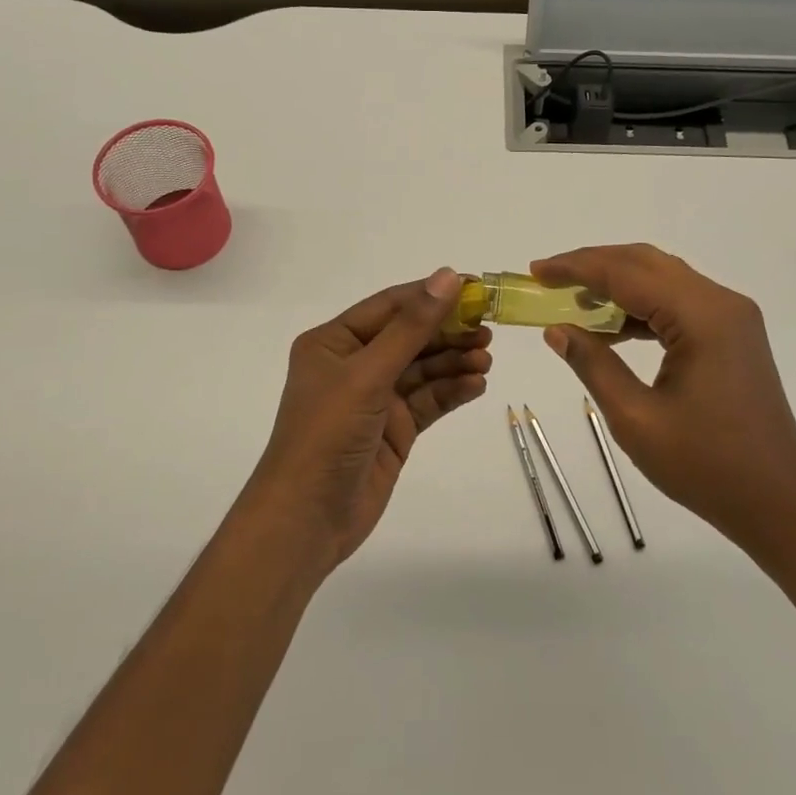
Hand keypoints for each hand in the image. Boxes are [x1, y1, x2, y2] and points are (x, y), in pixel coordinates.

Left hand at [241, 268, 491, 576]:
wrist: (308, 517)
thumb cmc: (328, 433)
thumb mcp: (368, 374)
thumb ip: (411, 327)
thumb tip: (447, 277)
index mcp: (334, 342)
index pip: (389, 306)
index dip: (430, 295)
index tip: (473, 288)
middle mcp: (353, 365)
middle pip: (410, 337)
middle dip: (448, 332)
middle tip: (487, 331)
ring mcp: (375, 398)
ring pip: (423, 370)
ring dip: (454, 362)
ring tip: (486, 360)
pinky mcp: (394, 429)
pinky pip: (428, 401)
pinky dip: (451, 391)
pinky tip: (477, 386)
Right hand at [532, 244, 795, 569]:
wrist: (779, 503)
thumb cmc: (706, 466)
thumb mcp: (636, 419)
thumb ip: (592, 364)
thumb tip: (555, 329)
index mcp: (702, 317)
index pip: (626, 273)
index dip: (576, 268)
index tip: (535, 271)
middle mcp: (721, 303)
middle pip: (646, 264)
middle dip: (593, 266)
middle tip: (548, 280)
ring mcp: (731, 318)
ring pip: (663, 279)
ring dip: (616, 284)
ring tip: (571, 303)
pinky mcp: (732, 335)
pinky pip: (678, 303)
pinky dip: (640, 307)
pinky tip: (610, 328)